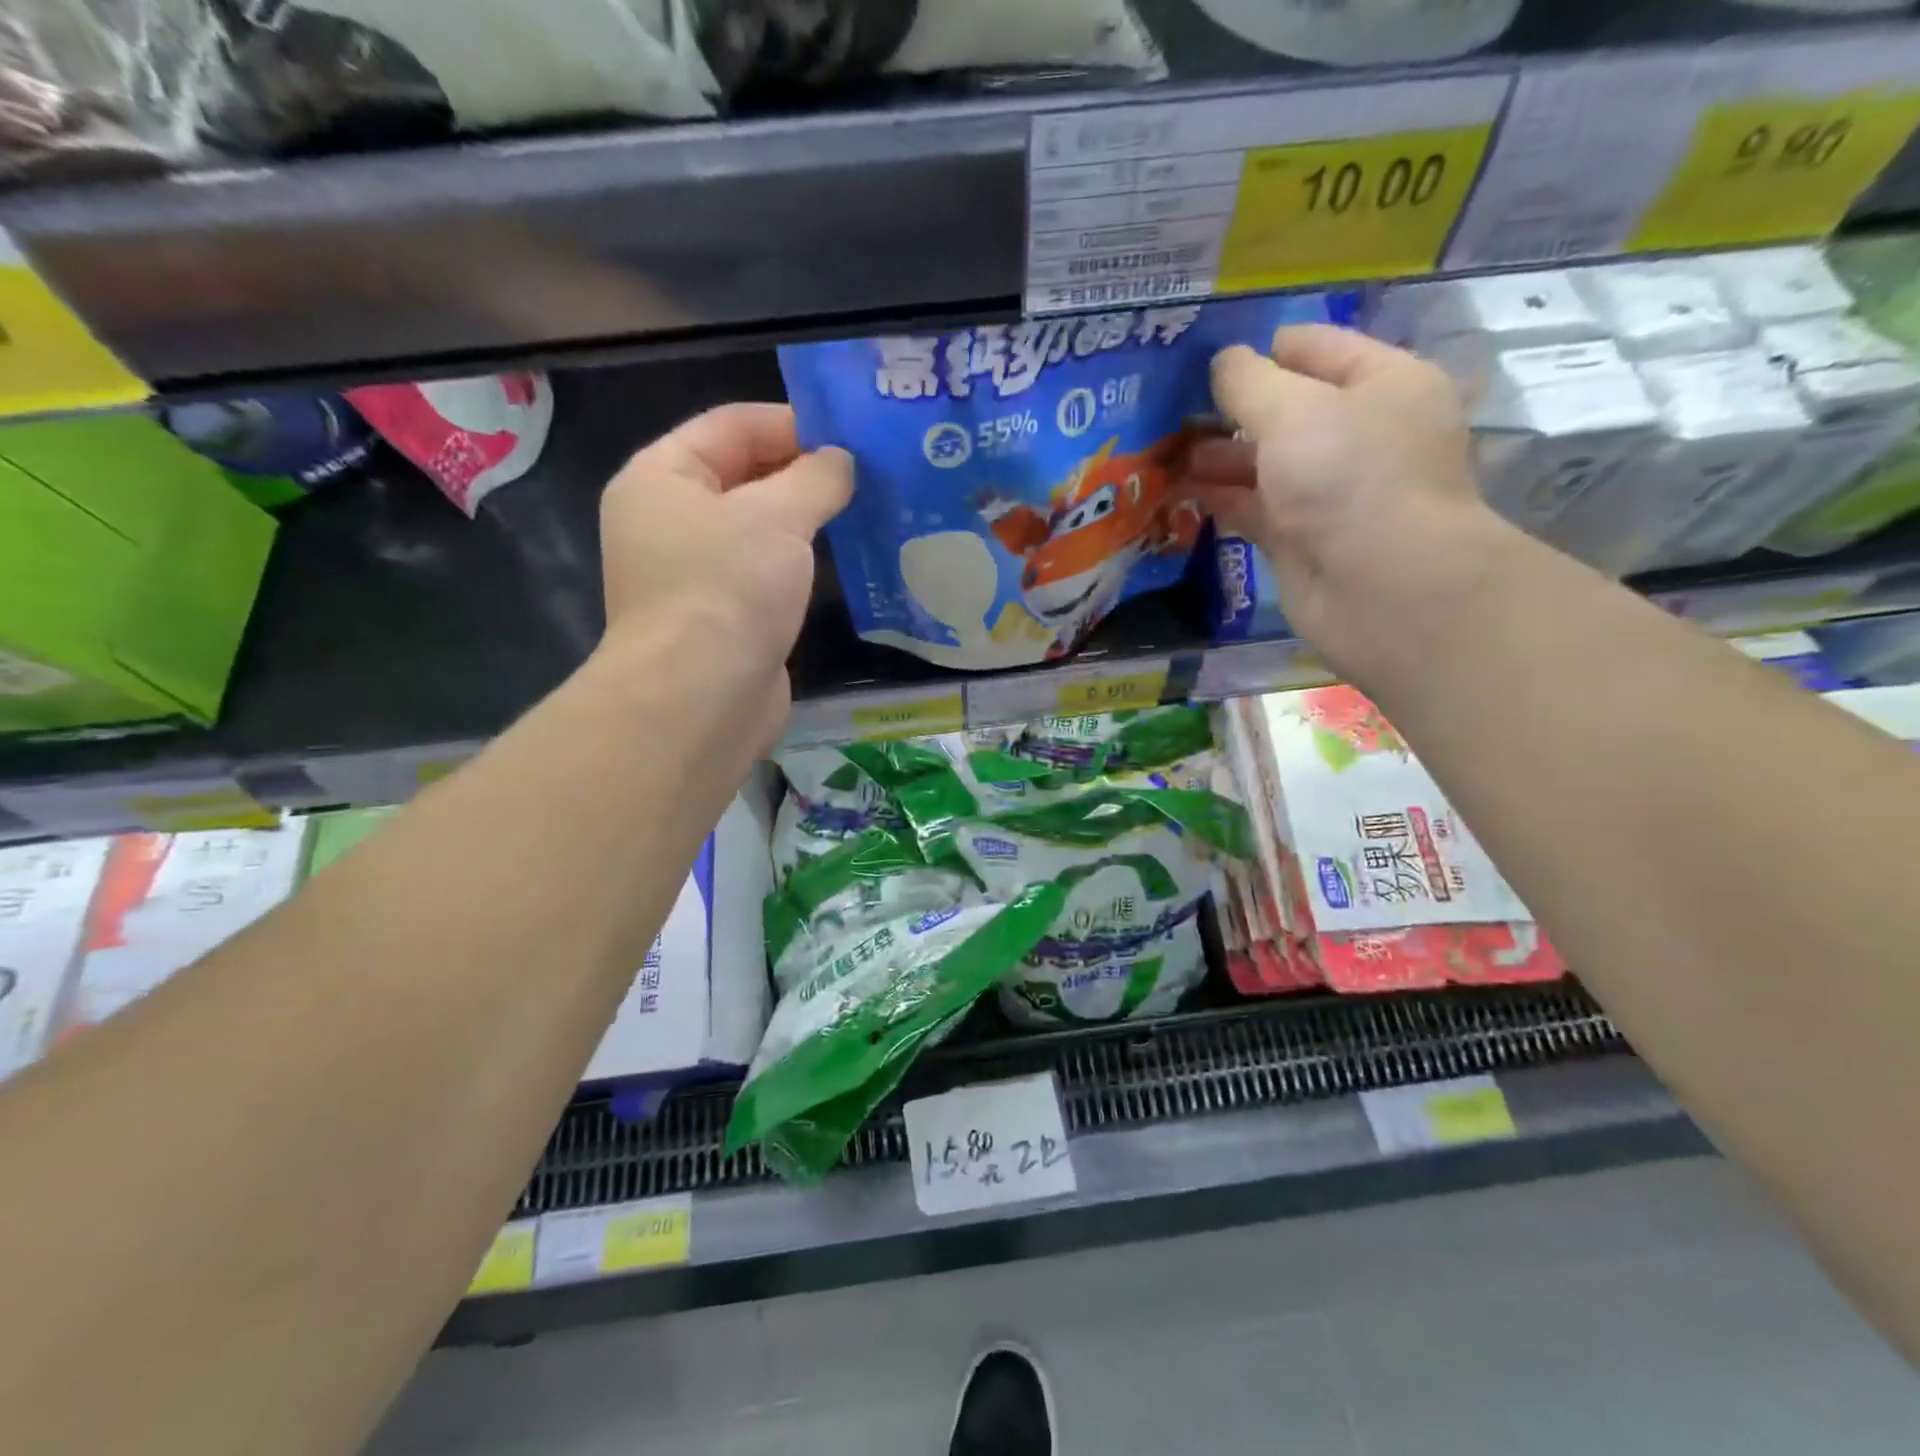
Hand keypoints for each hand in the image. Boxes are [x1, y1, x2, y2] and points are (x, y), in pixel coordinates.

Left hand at [598, 403, 851, 753]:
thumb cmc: (727, 590)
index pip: (730, 425)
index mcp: (662, 477)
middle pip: (743, 475)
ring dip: (806, 519)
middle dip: (803, 472)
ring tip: (865, 510)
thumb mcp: (777, 516)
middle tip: (869, 472)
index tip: (852, 434)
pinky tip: (843, 560)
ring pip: (758, 528)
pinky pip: (765, 572)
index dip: (791, 421)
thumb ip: (816, 478)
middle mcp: (669, 520)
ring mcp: (695, 573)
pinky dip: (799, 562)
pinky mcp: (724, 616)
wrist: (701, 701)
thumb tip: (841, 462)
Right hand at [1185, 325, 1514, 678]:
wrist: (1378, 584)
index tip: (1209, 357)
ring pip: (1265, 462)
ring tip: (1164, 452)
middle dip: (1232, 409)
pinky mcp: (1302, 536)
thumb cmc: (1347, 475)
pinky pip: (1254, 507)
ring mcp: (1331, 490)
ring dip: (1217, 456)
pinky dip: (1220, 498)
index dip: (1264, 349)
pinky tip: (1178, 490)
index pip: (1319, 348)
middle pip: (1287, 409)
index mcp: (1382, 383)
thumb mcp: (1292, 409)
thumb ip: (1248, 381)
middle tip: (1172, 410)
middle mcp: (1361, 433)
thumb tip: (1223, 362)